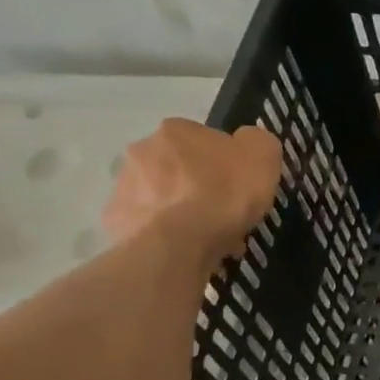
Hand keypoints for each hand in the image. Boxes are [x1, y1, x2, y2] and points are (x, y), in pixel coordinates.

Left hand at [102, 119, 283, 266]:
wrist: (178, 243)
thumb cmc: (224, 194)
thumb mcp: (263, 157)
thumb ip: (257, 142)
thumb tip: (247, 143)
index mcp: (177, 130)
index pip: (204, 139)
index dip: (225, 162)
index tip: (238, 186)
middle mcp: (142, 149)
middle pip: (178, 166)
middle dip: (198, 185)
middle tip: (222, 213)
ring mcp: (124, 184)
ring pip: (161, 195)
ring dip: (179, 209)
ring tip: (205, 237)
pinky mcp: (116, 219)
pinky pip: (148, 223)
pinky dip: (164, 232)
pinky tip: (184, 249)